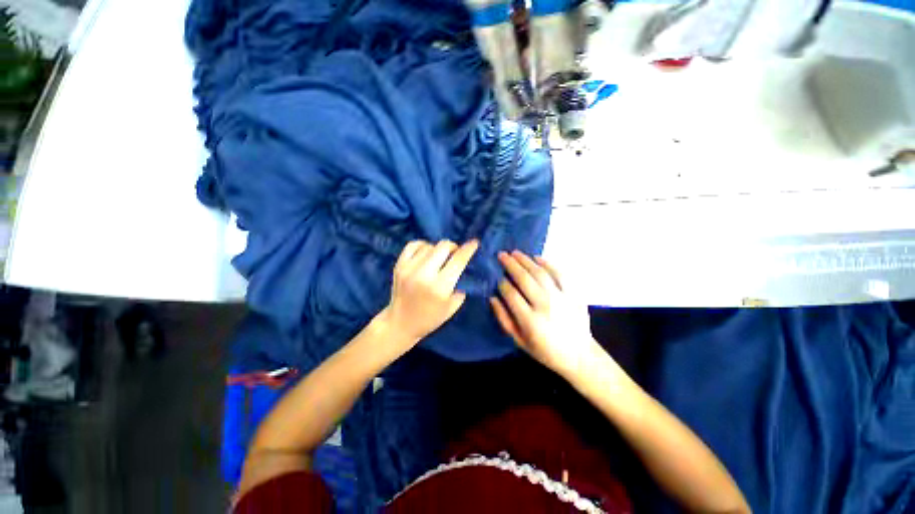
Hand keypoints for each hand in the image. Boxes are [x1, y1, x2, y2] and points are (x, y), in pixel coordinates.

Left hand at [380, 239, 478, 344]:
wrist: (400, 324)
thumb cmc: (429, 319)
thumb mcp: (451, 308)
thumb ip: (460, 287)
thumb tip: (462, 269)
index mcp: (440, 287)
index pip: (458, 261)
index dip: (468, 249)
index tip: (474, 243)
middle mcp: (424, 275)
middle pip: (443, 247)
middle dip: (453, 247)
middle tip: (454, 253)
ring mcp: (409, 269)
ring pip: (429, 246)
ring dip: (437, 249)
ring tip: (439, 257)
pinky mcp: (399, 266)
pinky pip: (413, 245)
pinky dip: (422, 245)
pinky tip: (426, 252)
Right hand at [491, 251, 598, 376]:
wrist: (579, 355)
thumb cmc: (545, 350)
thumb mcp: (519, 341)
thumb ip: (504, 319)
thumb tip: (492, 298)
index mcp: (530, 320)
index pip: (511, 294)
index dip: (502, 284)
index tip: (498, 279)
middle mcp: (545, 305)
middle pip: (524, 279)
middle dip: (510, 265)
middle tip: (501, 255)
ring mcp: (561, 297)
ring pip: (539, 273)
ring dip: (525, 260)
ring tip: (515, 253)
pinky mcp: (573, 293)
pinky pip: (559, 273)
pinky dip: (548, 263)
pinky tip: (537, 257)